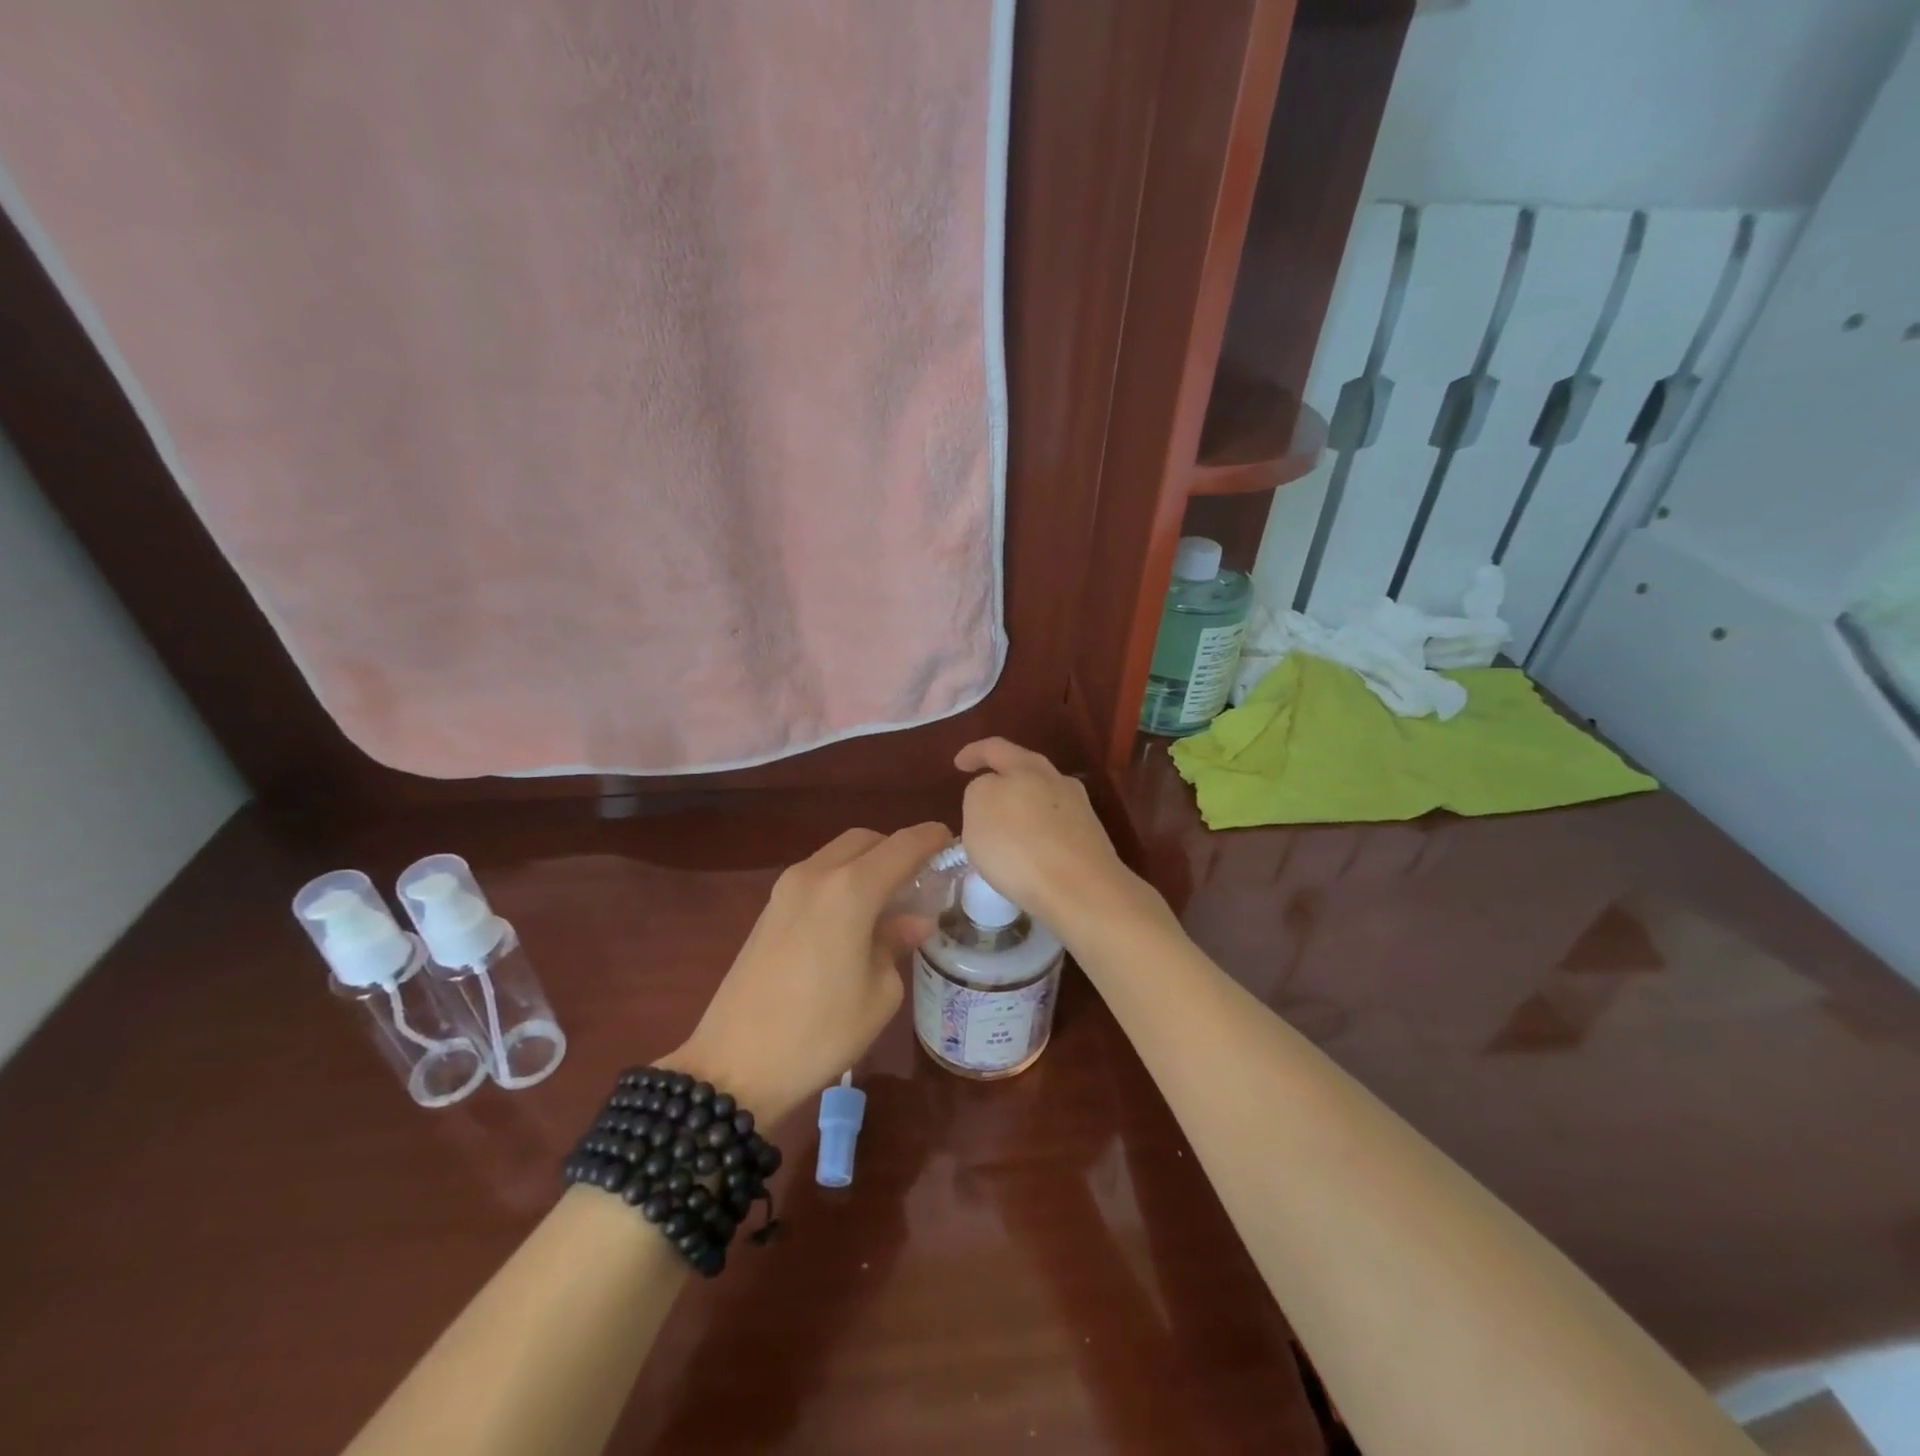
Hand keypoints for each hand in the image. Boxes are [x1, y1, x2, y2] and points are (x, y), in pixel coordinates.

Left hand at [665, 822, 951, 1123]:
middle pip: (866, 840)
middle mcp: (817, 874)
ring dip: (867, 863)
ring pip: (838, 854)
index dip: (931, 838)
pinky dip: (842, 880)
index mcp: (850, 889)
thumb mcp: (878, 993)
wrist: (734, 1065)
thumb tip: (912, 921)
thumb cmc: (820, 1032)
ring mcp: (786, 888)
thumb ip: (896, 943)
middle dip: (897, 849)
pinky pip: (817, 875)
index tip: (952, 841)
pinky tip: (854, 916)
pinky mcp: (769, 908)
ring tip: (890, 898)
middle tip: (922, 878)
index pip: (902, 846)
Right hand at [953, 738, 1147, 936]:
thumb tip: (994, 791)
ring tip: (1003, 831)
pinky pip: (1054, 829)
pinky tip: (1027, 854)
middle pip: (1025, 771)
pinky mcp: (1090, 841)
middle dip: (1003, 780)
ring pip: (1042, 800)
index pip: (995, 748)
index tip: (959, 764)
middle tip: (982, 796)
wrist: (1081, 890)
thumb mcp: (978, 808)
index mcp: (1027, 766)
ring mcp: (1079, 810)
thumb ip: (980, 790)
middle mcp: (1058, 780)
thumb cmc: (1019, 845)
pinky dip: (1037, 834)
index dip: (974, 753)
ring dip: (1022, 809)